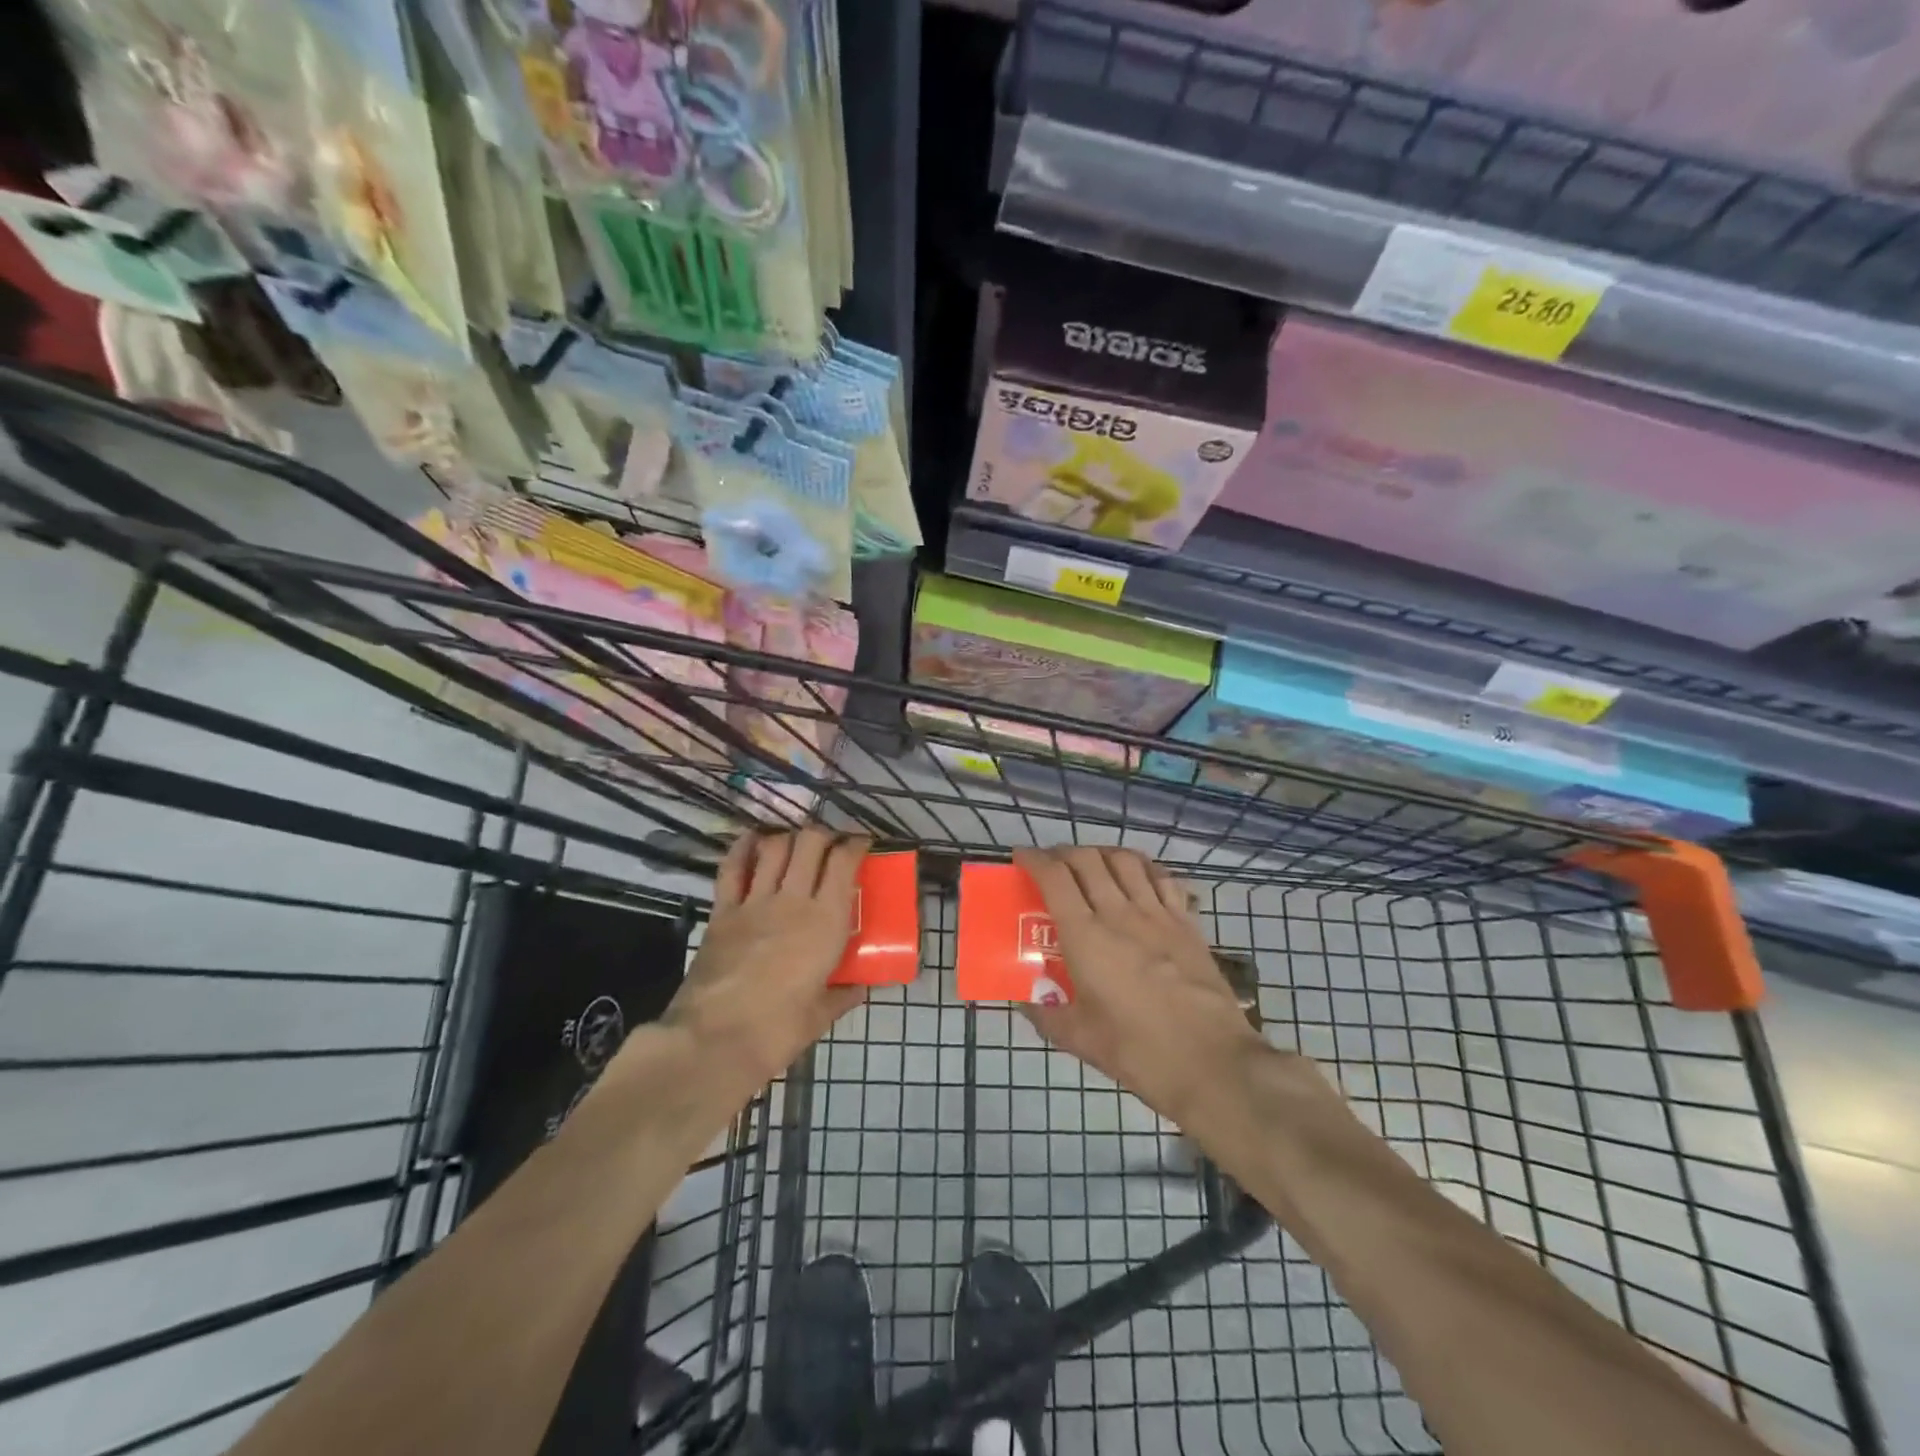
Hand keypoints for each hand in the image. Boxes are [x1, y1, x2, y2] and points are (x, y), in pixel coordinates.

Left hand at [660, 828, 868, 1096]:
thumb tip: (860, 987)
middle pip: (810, 842)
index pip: (844, 862)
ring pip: (774, 847)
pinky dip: (743, 848)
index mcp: (826, 922)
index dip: (856, 844)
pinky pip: (732, 868)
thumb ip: (843, 994)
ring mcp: (754, 902)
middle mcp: (793, 900)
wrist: (715, 1041)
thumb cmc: (777, 1030)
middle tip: (830, 845)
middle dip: (824, 835)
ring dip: (788, 838)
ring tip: (795, 845)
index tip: (862, 844)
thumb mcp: (820, 1015)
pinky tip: (751, 840)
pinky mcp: (723, 911)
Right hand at [1015, 846, 1271, 1125]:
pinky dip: (1142, 867)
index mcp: (1085, 936)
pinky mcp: (1187, 923)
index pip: (1054, 877)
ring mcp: (1157, 913)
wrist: (1211, 1061)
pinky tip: (1138, 878)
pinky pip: (1162, 878)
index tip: (1021, 858)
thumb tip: (1025, 1001)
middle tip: (1052, 866)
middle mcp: (1119, 912)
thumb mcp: (1079, 1039)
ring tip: (1092, 865)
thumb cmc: (1138, 1050)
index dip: (1034, 859)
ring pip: (1125, 860)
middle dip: (1063, 853)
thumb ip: (1046, 1015)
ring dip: (1101, 853)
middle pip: (1087, 859)